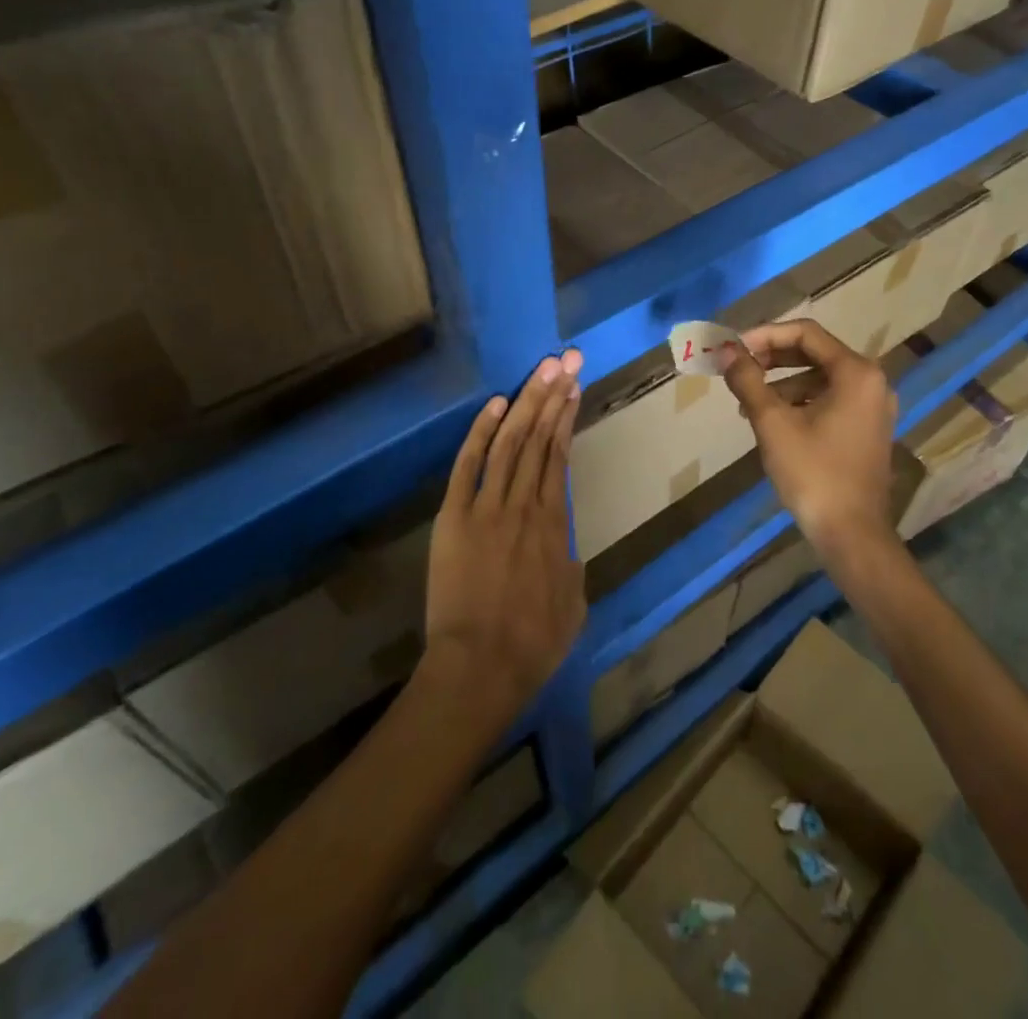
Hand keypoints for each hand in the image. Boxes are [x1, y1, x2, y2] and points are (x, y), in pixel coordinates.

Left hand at [423, 351, 586, 729]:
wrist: (480, 667)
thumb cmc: (533, 643)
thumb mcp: (573, 604)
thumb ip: (571, 565)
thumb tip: (565, 547)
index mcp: (555, 523)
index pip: (559, 456)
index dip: (566, 418)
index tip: (574, 387)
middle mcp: (524, 504)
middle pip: (538, 438)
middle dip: (553, 395)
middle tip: (567, 360)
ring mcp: (487, 507)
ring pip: (510, 442)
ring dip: (526, 403)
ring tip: (541, 370)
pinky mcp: (454, 517)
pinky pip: (468, 467)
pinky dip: (481, 433)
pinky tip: (496, 404)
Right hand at [719, 319, 898, 558]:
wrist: (851, 534)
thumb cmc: (813, 473)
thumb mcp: (773, 423)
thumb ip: (748, 381)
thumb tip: (727, 352)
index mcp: (856, 372)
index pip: (806, 333)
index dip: (766, 335)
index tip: (735, 348)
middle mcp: (871, 382)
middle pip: (815, 352)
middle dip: (773, 358)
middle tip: (739, 369)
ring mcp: (873, 407)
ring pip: (820, 378)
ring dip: (782, 382)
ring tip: (748, 403)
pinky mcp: (867, 429)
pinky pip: (830, 399)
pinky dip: (800, 401)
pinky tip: (772, 421)